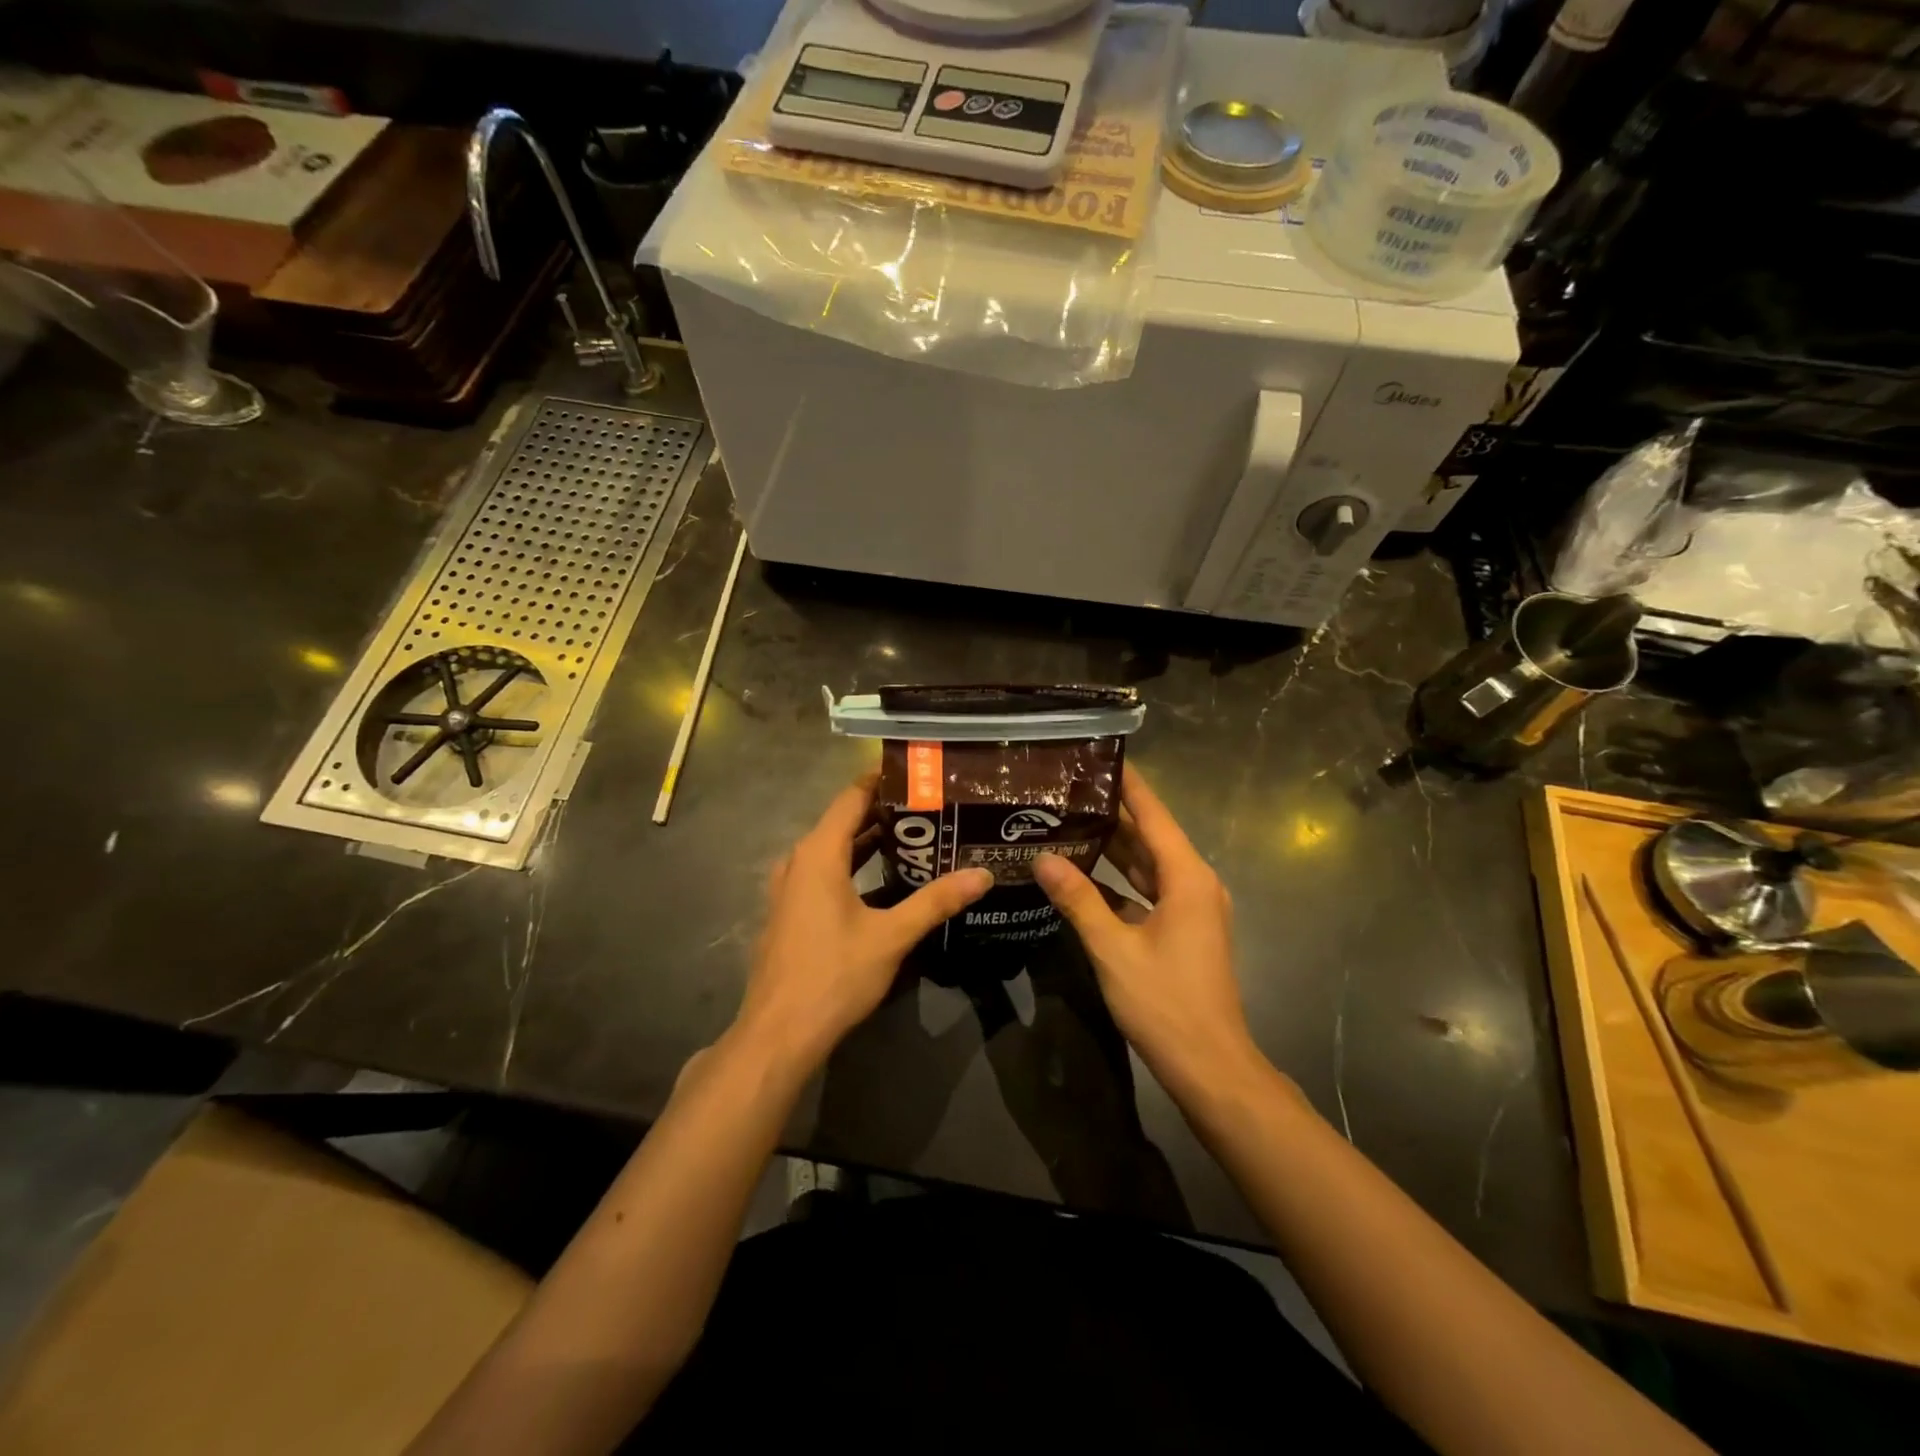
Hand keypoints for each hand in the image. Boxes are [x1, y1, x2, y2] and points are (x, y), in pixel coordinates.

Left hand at [732, 774, 991, 1072]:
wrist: (778, 1033)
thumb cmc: (833, 975)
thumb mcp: (891, 936)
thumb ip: (936, 901)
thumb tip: (982, 875)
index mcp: (818, 854)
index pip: (851, 797)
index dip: (882, 781)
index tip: (918, 774)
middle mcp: (799, 862)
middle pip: (843, 821)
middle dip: (884, 813)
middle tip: (930, 807)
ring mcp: (790, 889)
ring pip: (834, 851)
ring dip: (869, 842)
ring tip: (915, 837)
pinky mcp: (791, 913)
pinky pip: (825, 874)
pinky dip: (854, 867)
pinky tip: (884, 881)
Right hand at [1033, 766, 1261, 1097]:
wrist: (1210, 1066)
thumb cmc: (1166, 1003)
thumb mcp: (1114, 949)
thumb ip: (1078, 900)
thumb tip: (1043, 858)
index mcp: (1187, 877)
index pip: (1153, 815)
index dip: (1128, 784)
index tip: (1098, 757)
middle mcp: (1194, 883)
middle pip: (1149, 836)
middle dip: (1111, 813)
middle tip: (1067, 790)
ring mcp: (1191, 908)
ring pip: (1147, 865)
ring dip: (1112, 847)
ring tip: (1068, 821)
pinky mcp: (1182, 930)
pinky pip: (1147, 891)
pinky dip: (1118, 881)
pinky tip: (1082, 875)